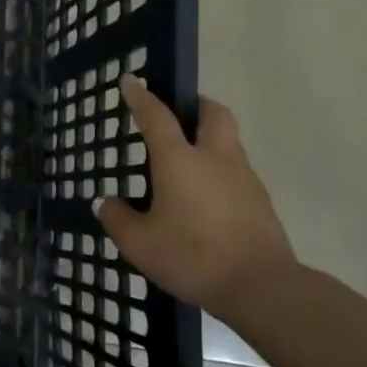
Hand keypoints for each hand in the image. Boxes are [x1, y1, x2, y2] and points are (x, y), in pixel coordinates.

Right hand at [94, 78, 296, 312]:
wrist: (261, 286)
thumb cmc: (192, 256)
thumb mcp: (139, 243)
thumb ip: (117, 219)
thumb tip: (105, 202)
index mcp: (180, 160)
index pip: (156, 117)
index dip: (141, 96)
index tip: (131, 80)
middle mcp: (215, 158)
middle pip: (212, 113)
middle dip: (195, 104)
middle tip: (179, 111)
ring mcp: (244, 178)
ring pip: (229, 140)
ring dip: (210, 137)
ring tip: (188, 159)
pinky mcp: (261, 201)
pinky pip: (238, 170)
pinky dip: (220, 169)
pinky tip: (206, 195)